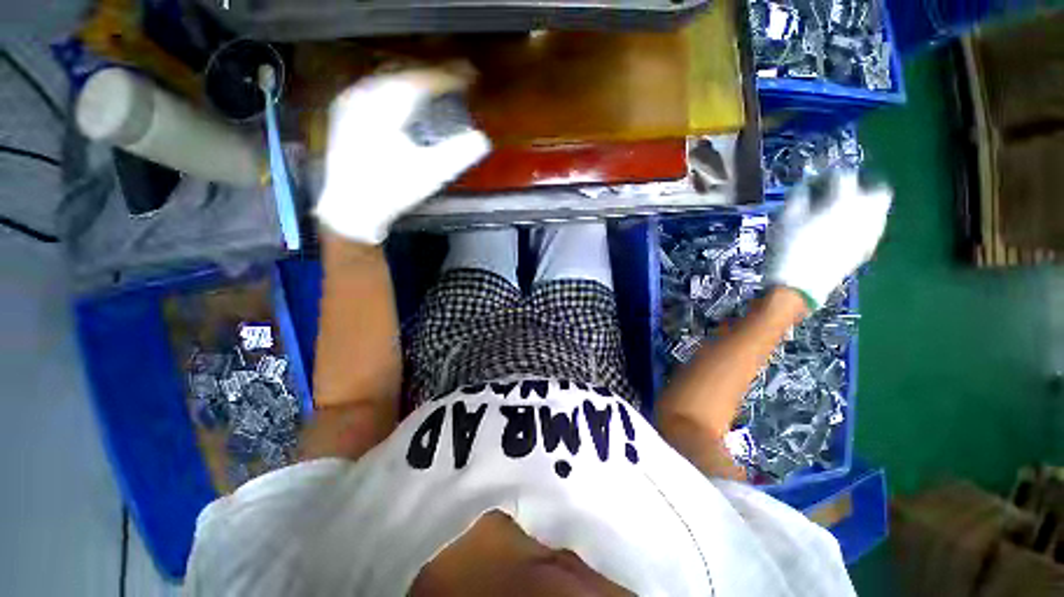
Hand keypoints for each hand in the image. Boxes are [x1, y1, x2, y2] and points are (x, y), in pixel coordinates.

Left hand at [314, 69, 490, 243]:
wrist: (351, 210)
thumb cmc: (391, 192)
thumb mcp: (431, 174)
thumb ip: (459, 155)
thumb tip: (481, 139)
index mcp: (383, 105)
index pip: (421, 80)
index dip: (448, 76)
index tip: (470, 75)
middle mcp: (363, 95)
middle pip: (404, 73)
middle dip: (432, 75)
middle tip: (457, 78)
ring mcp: (350, 103)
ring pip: (388, 79)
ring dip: (415, 80)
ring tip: (436, 86)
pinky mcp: (346, 116)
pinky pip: (376, 90)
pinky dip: (397, 90)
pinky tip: (407, 99)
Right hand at [766, 170, 891, 309]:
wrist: (800, 285)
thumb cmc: (789, 248)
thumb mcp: (785, 219)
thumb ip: (797, 198)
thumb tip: (804, 189)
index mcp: (843, 201)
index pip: (843, 176)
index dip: (827, 175)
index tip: (815, 181)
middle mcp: (865, 212)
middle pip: (878, 190)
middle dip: (863, 186)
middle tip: (842, 192)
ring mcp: (870, 232)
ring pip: (878, 210)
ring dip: (863, 205)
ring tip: (841, 212)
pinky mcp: (867, 249)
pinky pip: (871, 228)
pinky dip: (861, 224)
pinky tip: (843, 231)